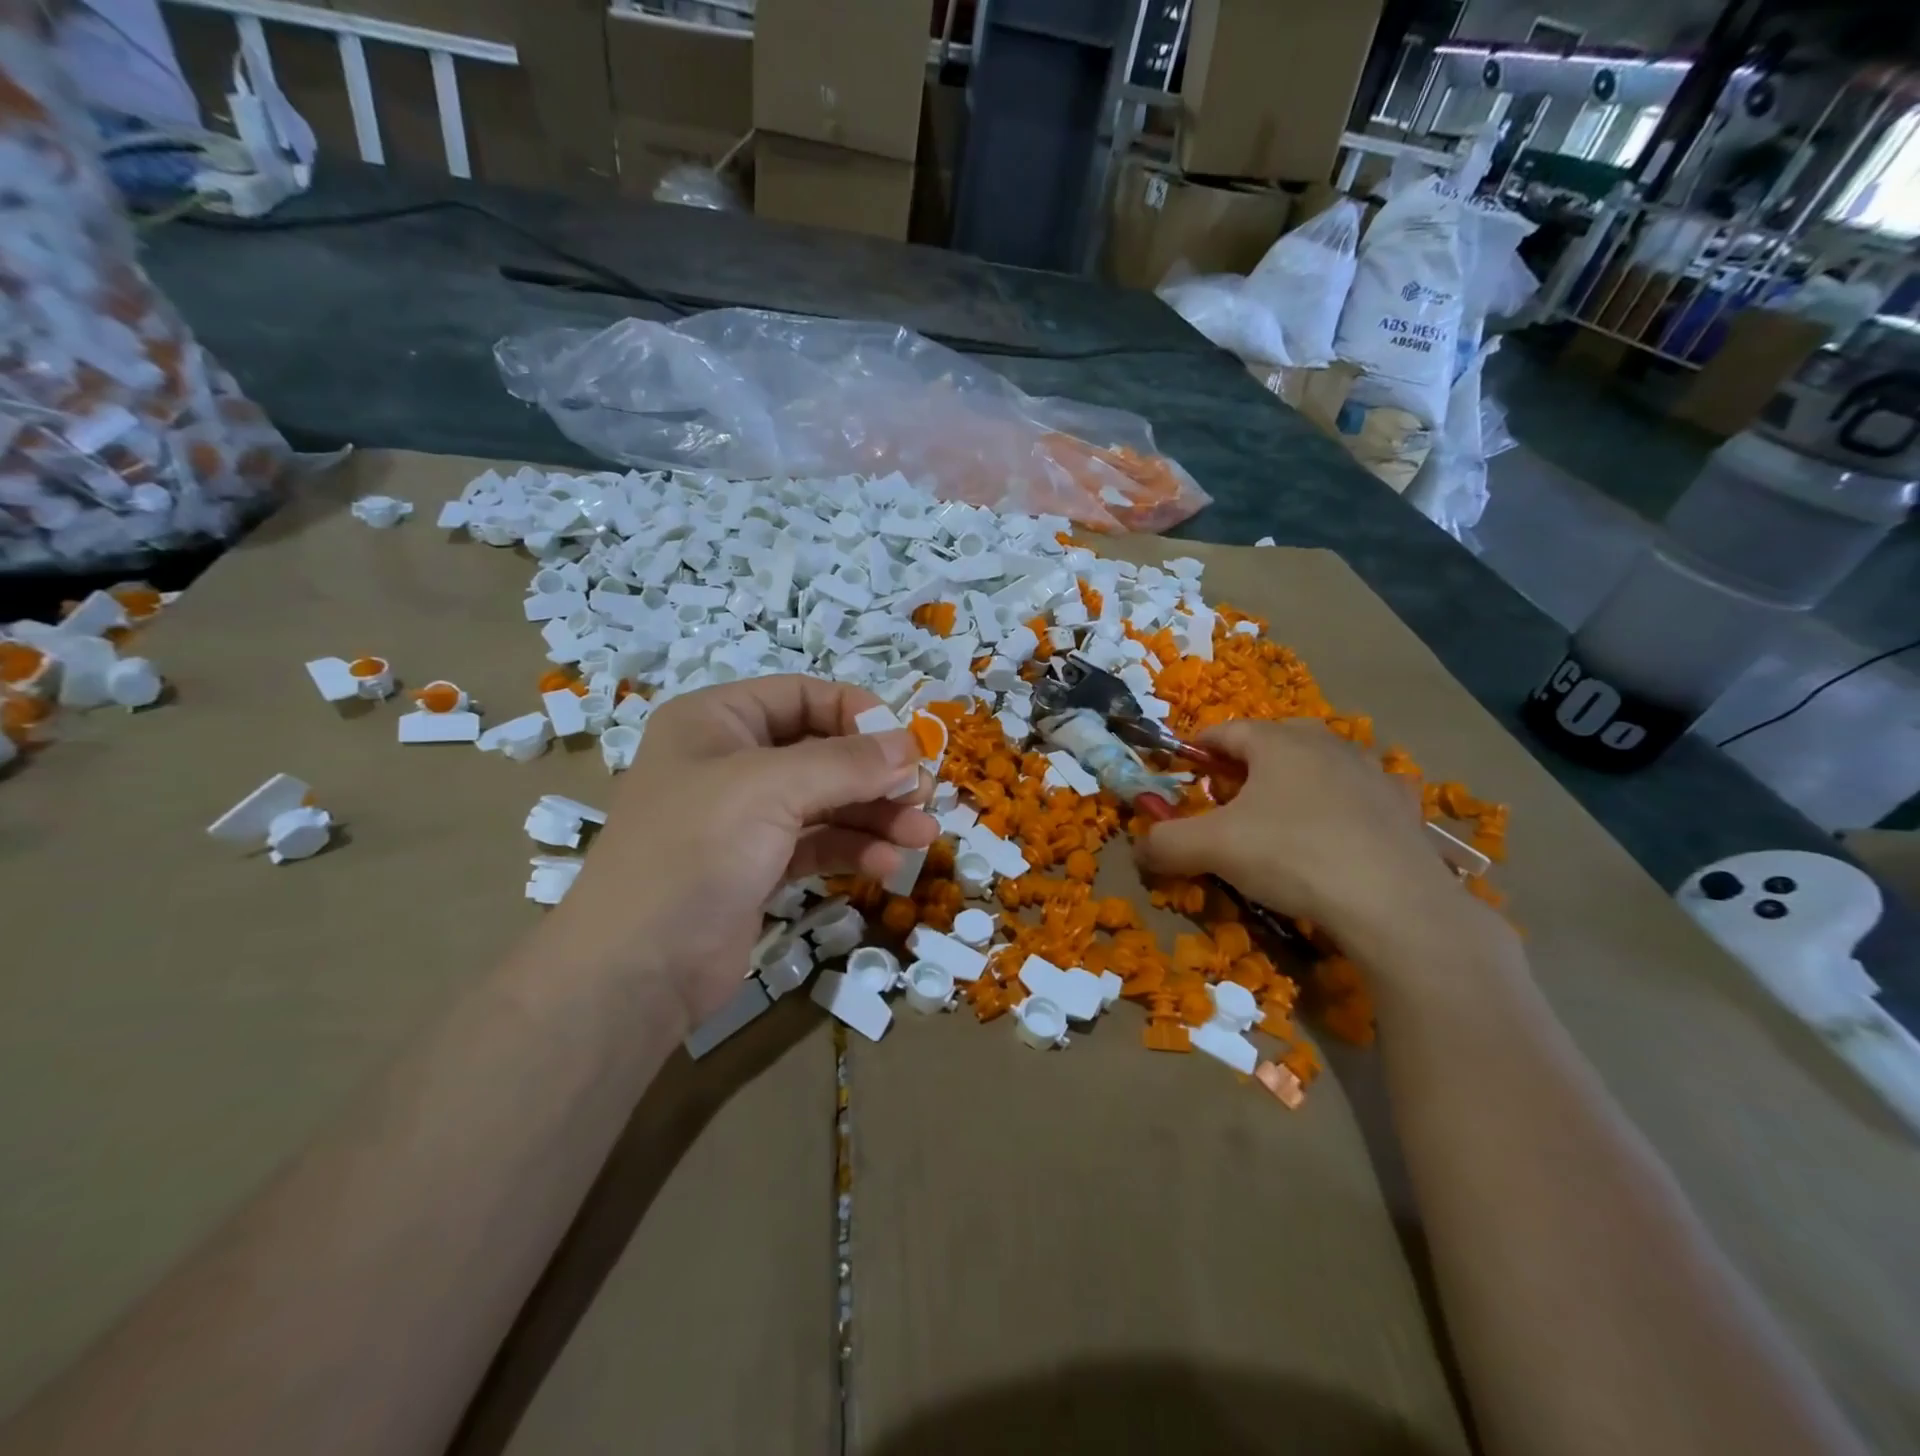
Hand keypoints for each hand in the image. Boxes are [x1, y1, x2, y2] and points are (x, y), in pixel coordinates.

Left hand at [550, 676, 937, 1031]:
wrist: (636, 971)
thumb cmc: (695, 852)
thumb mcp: (771, 789)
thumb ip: (847, 763)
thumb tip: (910, 748)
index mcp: (717, 722)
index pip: (802, 696)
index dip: (857, 714)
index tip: (905, 746)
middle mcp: (730, 762)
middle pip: (822, 752)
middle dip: (875, 774)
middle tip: (923, 796)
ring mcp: (744, 818)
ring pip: (826, 802)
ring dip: (875, 815)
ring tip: (921, 836)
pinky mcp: (757, 866)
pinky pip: (817, 843)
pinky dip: (853, 849)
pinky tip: (885, 864)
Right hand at [1136, 719, 1484, 959]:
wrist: (1393, 903)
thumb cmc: (1291, 855)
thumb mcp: (1212, 848)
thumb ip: (1165, 843)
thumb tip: (1138, 848)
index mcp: (1277, 741)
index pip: (1225, 731)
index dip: (1198, 748)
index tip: (1184, 770)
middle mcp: (1326, 744)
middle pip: (1274, 741)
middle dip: (1247, 764)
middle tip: (1229, 797)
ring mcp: (1372, 772)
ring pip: (1321, 764)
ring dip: (1296, 781)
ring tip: (1281, 816)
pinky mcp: (1404, 807)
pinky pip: (1365, 794)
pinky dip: (1346, 804)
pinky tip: (1341, 831)